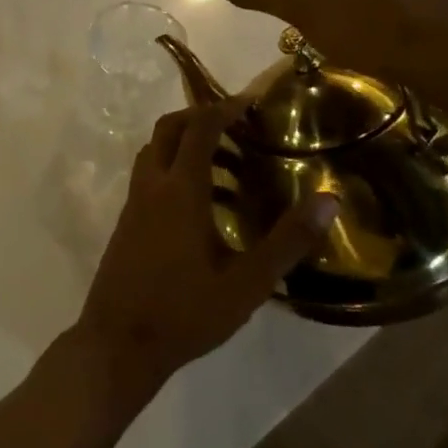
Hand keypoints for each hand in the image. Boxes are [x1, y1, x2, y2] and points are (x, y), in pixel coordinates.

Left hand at [73, 104, 336, 408]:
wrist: (118, 343)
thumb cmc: (186, 312)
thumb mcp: (247, 283)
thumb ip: (288, 241)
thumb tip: (329, 200)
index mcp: (180, 189)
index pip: (199, 128)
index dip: (224, 109)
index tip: (251, 104)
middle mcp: (152, 185)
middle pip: (169, 128)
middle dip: (200, 117)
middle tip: (237, 128)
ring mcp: (133, 202)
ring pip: (155, 150)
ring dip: (185, 144)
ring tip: (228, 167)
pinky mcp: (126, 221)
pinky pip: (149, 174)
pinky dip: (173, 168)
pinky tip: (202, 206)